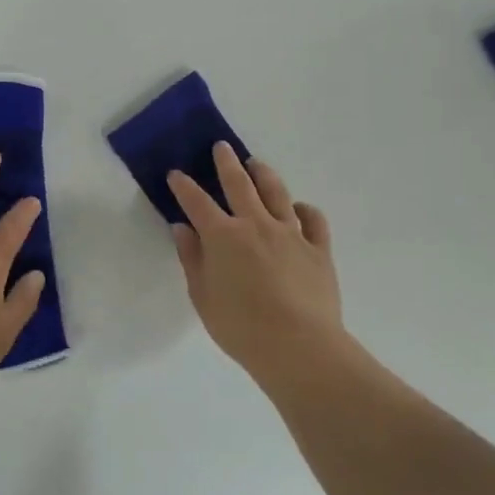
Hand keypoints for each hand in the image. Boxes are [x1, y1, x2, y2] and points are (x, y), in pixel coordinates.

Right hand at [168, 144, 345, 389]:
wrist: (299, 347)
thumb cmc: (241, 328)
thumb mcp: (202, 297)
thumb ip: (192, 259)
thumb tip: (182, 228)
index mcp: (223, 236)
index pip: (197, 202)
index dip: (184, 186)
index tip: (176, 174)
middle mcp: (256, 224)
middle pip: (239, 184)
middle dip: (226, 163)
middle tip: (221, 147)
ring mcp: (290, 233)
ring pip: (276, 193)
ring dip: (264, 174)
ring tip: (256, 164)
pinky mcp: (318, 249)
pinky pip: (313, 219)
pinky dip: (304, 209)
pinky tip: (298, 208)